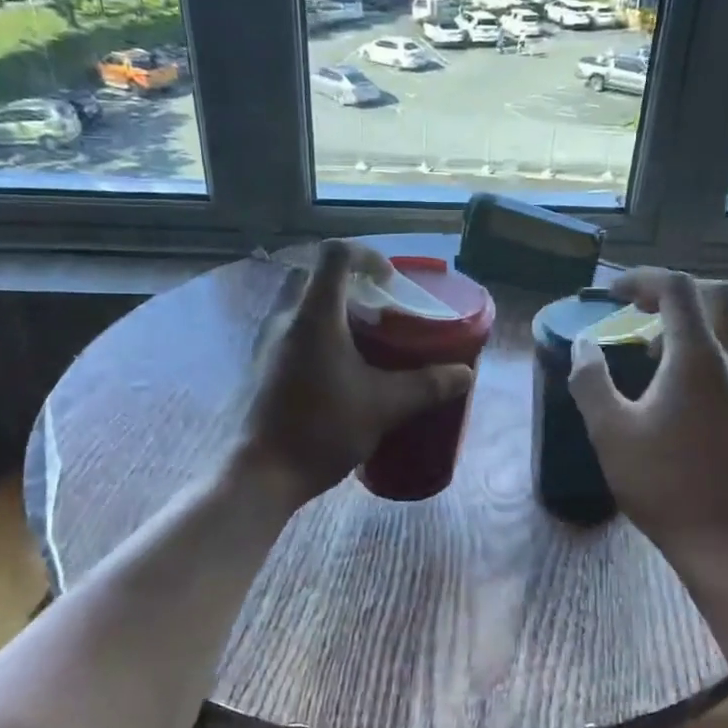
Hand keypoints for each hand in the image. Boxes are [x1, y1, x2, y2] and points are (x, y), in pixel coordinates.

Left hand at [236, 240, 473, 505]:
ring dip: (333, 311)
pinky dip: (319, 335)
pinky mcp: (262, 366)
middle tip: (379, 311)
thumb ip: (427, 385)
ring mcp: (267, 343)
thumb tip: (464, 374)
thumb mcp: (385, 406)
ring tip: (365, 342)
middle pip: (314, 277)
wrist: (264, 473)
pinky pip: (292, 332)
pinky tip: (341, 371)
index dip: (367, 255)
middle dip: (350, 284)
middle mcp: (285, 319)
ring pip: (301, 305)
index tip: (391, 281)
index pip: (335, 254)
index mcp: (314, 316)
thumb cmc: (322, 429)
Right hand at [568, 270, 727, 566]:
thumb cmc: (663, 483)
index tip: (610, 294)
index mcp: (697, 357)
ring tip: (648, 346)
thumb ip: (591, 380)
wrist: (726, 538)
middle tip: (637, 307)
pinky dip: (703, 345)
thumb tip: (585, 346)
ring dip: (690, 318)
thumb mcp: (610, 431)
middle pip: (716, 295)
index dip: (642, 280)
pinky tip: (674, 383)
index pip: (677, 289)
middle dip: (674, 290)